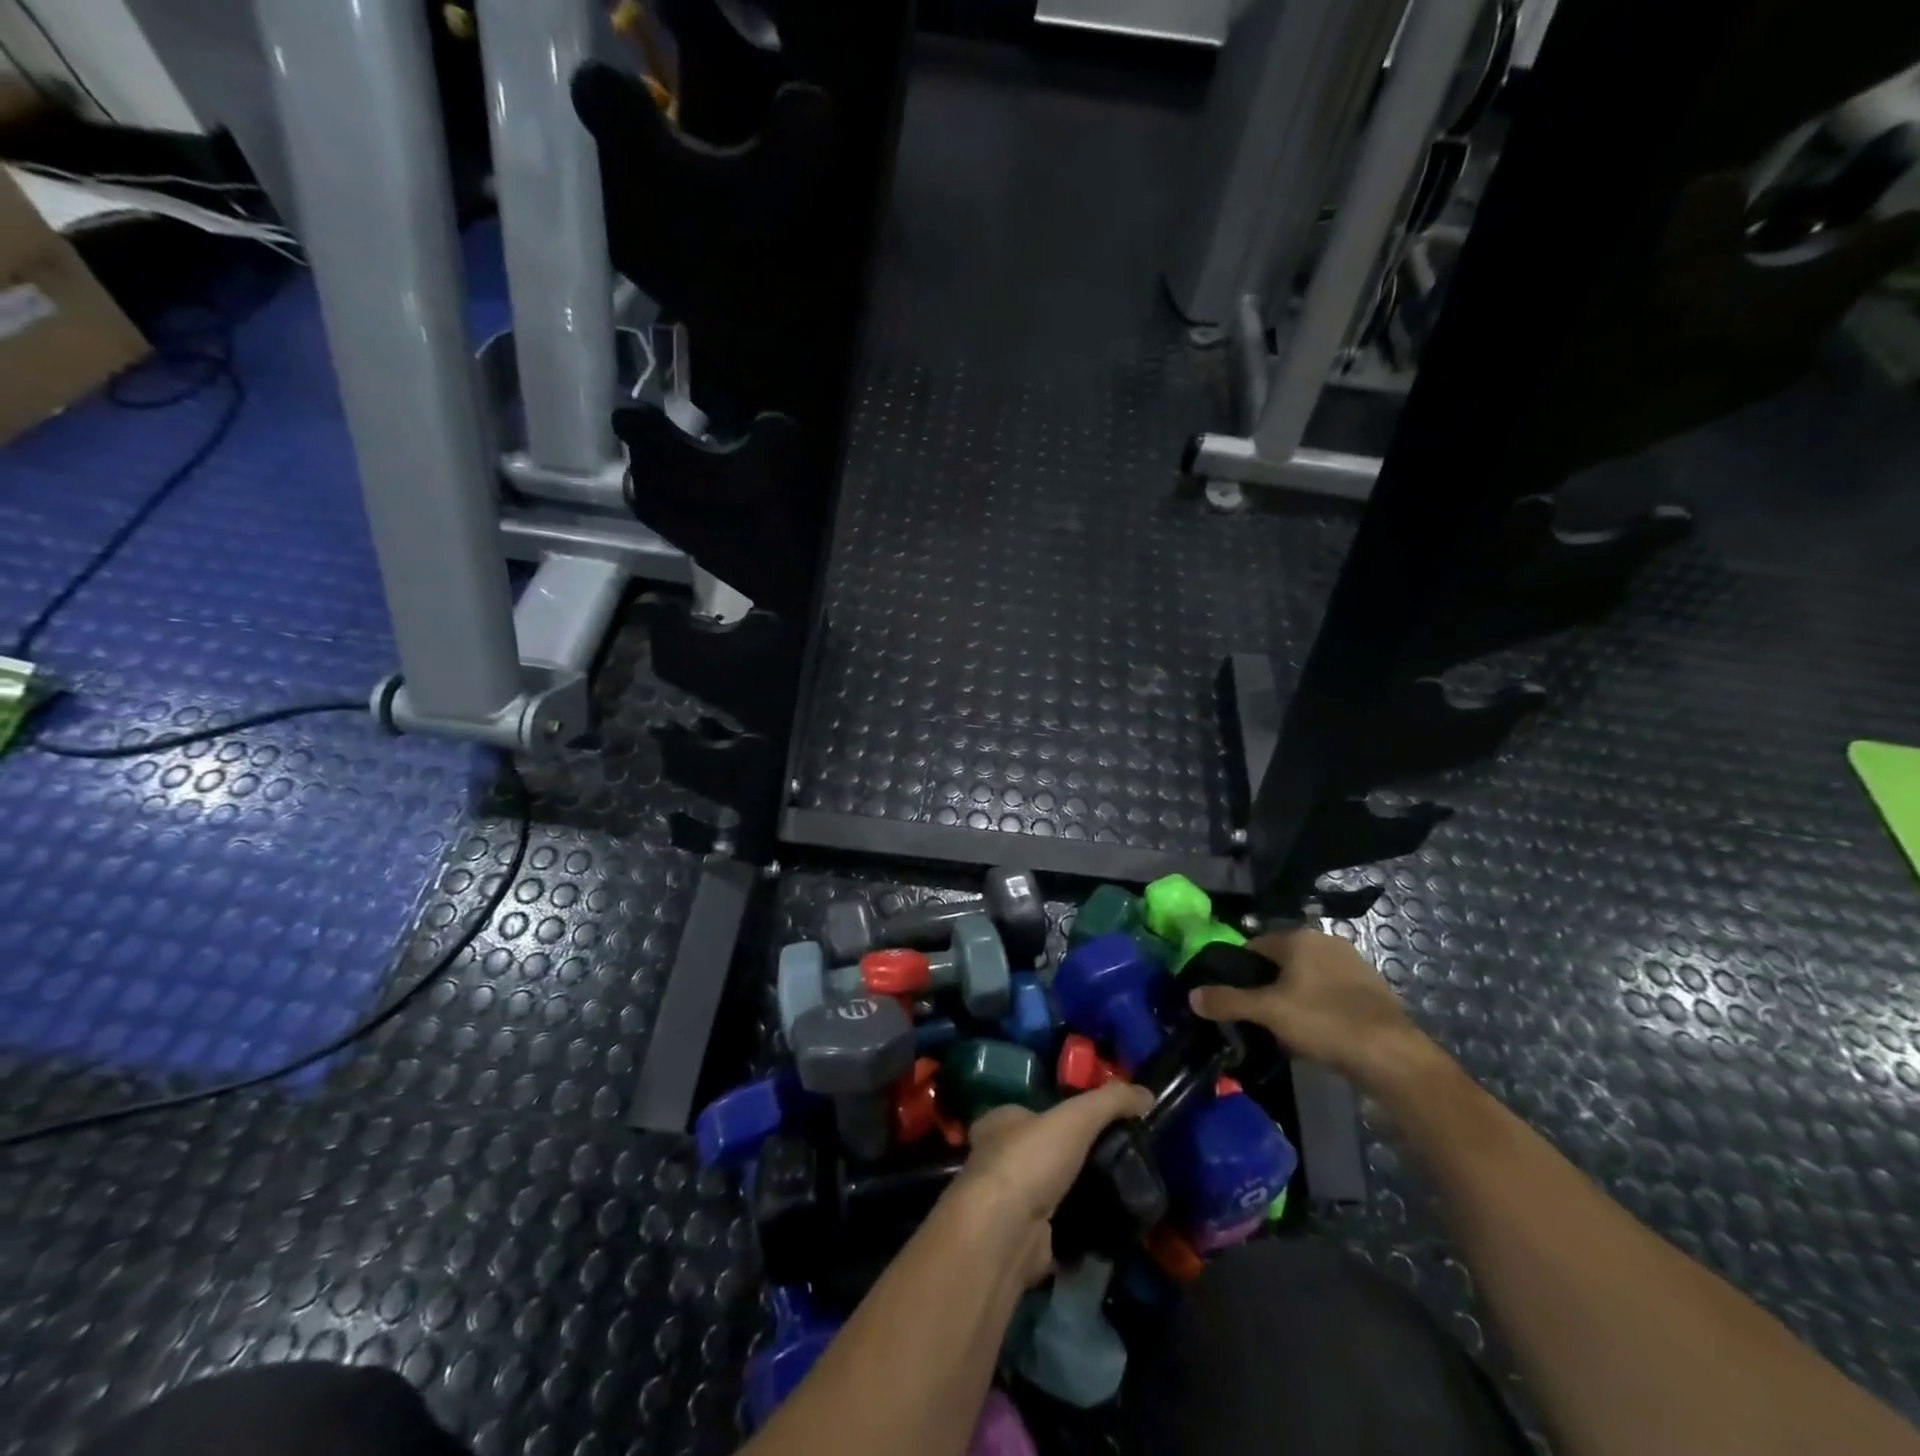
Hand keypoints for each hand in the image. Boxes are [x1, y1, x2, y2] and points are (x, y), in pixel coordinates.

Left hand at [942, 1081, 1152, 1285]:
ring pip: (1048, 1192)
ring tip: (1115, 1193)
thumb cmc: (1030, 1160)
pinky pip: (1056, 1230)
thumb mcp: (1076, 1117)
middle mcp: (996, 1159)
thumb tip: (1146, 1093)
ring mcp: (1006, 1203)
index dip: (1058, 1115)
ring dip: (1075, 1195)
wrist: (1004, 1233)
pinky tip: (1104, 1228)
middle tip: (1112, 1162)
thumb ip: (1110, 1101)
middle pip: (1040, 1153)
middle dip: (1070, 1159)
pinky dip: (1077, 1230)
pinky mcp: (1021, 1240)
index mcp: (999, 1122)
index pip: (1030, 1112)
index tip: (1094, 1125)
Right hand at [1188, 928, 1436, 1089]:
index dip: (1240, 971)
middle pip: (1281, 962)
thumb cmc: (1324, 1022)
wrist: (1392, 1056)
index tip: (1235, 999)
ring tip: (1287, 1031)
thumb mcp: (1268, 1012)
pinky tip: (1318, 1034)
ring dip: (1294, 998)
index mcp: (1299, 937)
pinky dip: (1320, 1007)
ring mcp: (1353, 963)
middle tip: (1260, 1018)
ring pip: (1307, 978)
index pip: (1254, 946)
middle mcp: (1326, 941)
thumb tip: (1192, 995)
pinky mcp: (1372, 988)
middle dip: (1268, 987)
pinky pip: (1331, 993)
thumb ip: (1227, 1001)